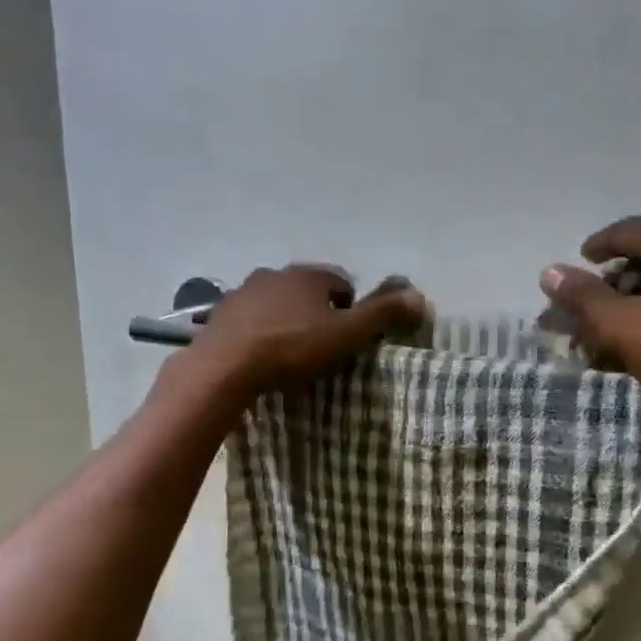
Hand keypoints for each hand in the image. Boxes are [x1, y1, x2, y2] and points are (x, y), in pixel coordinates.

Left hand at [185, 265, 425, 397]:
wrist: (225, 367)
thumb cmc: (291, 349)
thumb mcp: (345, 335)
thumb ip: (382, 315)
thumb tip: (419, 296)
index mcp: (309, 275)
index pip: (342, 284)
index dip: (350, 311)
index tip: (347, 339)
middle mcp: (276, 273)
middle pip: (307, 291)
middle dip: (316, 314)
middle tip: (320, 348)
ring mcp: (244, 291)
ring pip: (276, 303)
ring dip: (286, 320)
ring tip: (288, 354)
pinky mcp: (221, 313)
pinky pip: (250, 319)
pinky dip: (259, 331)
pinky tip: (258, 355)